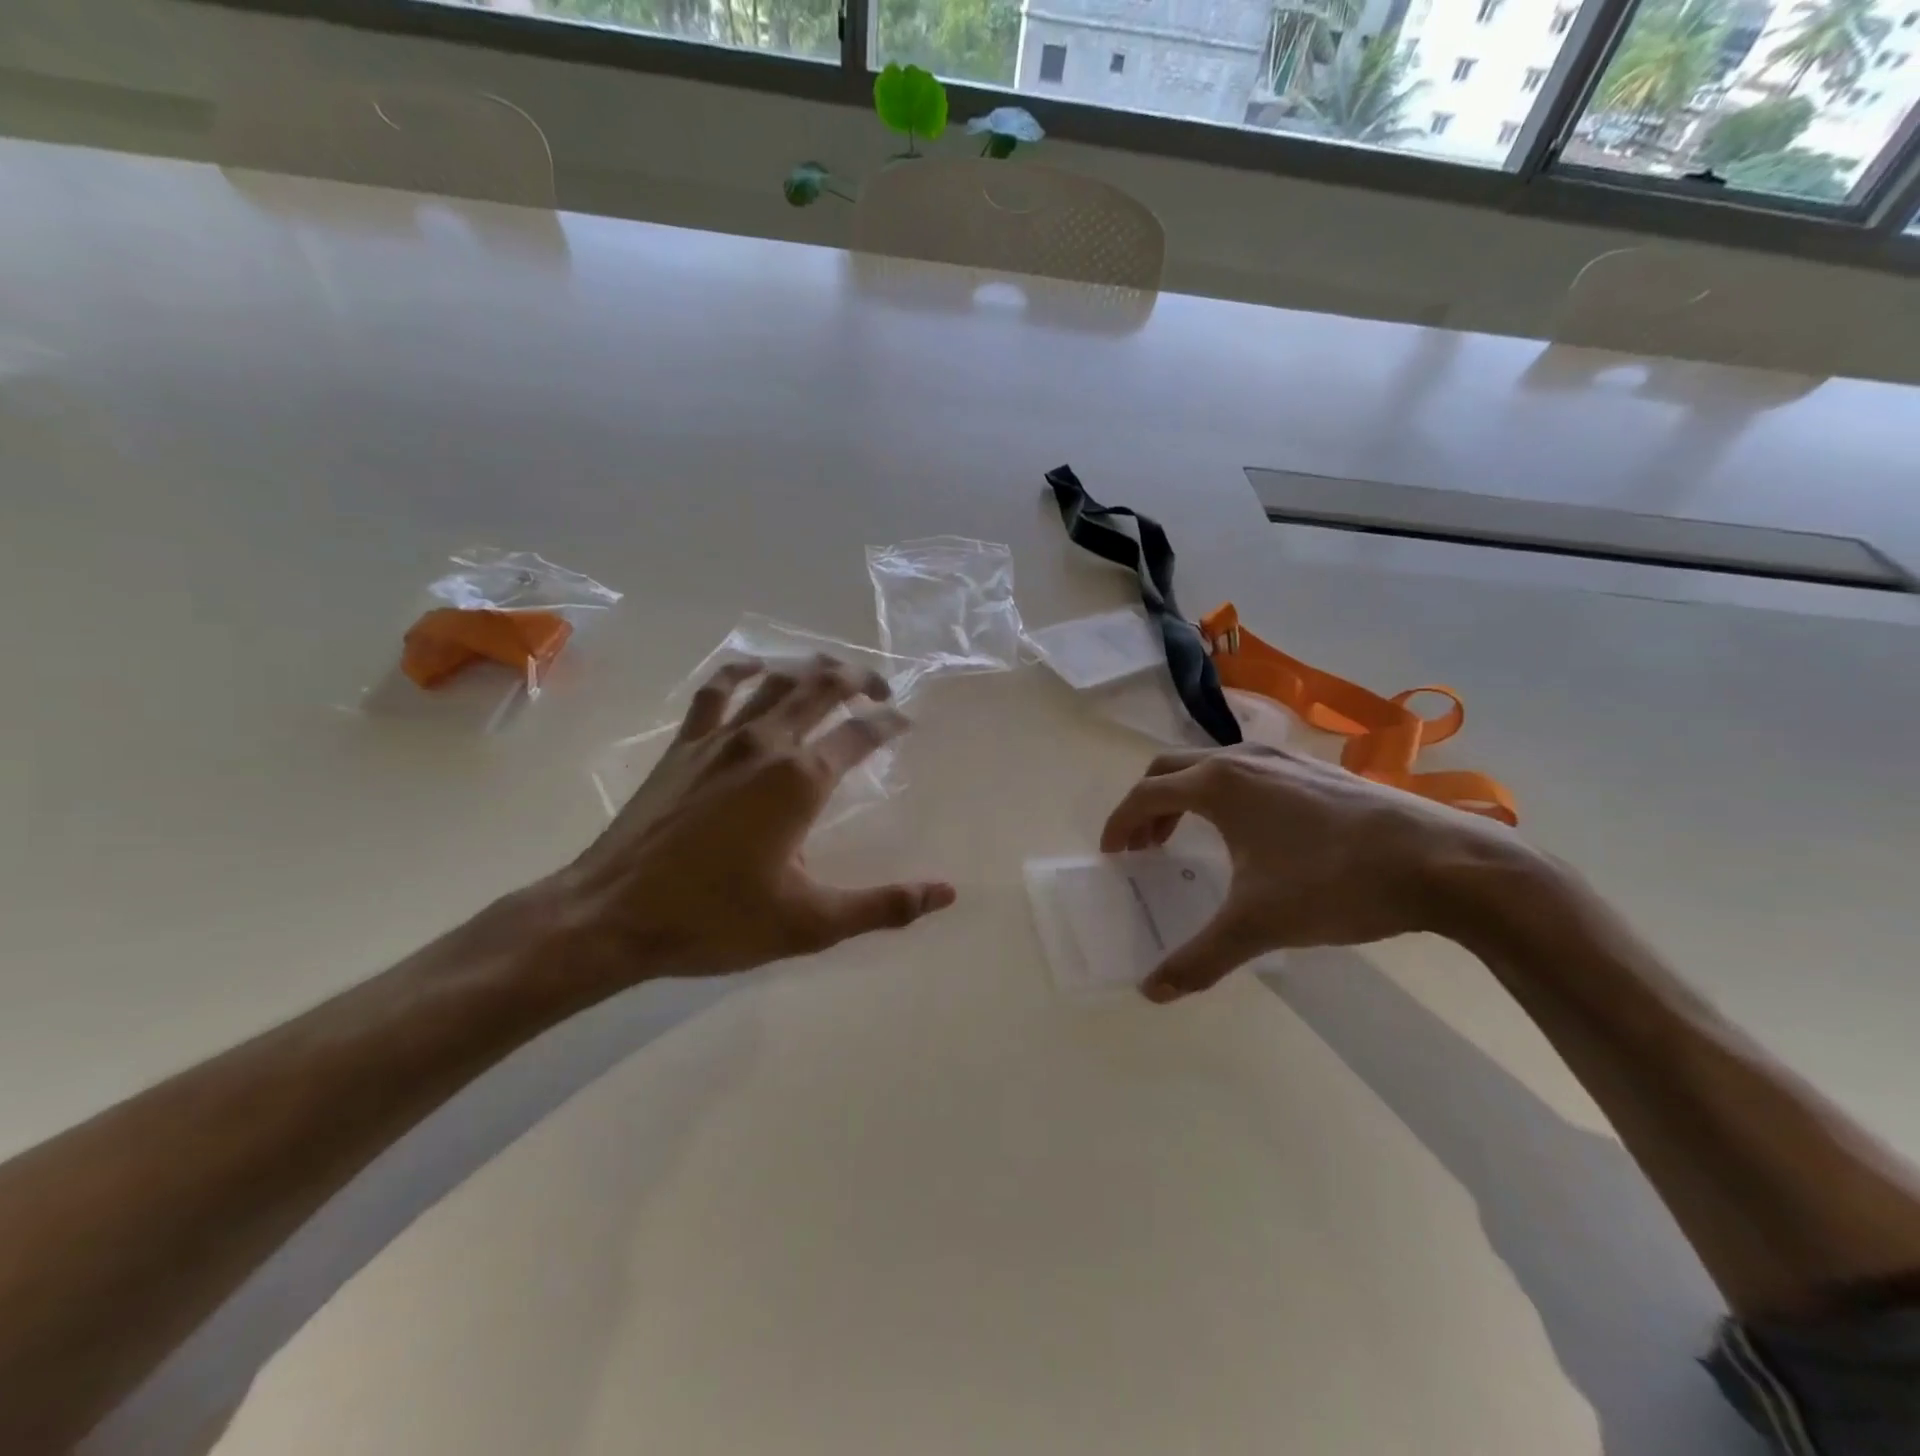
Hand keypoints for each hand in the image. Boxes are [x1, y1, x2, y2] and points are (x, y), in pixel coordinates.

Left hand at [546, 655, 955, 990]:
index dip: (890, 722)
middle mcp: (766, 744)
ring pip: (775, 680)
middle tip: (880, 687)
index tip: (906, 720)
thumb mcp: (810, 923)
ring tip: (831, 673)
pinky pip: (716, 691)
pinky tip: (754, 669)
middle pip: (821, 688)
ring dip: (810, 669)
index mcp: (801, 781)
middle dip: (858, 679)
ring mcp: (719, 738)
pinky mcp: (684, 745)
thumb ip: (883, 905)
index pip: (861, 735)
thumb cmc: (715, 920)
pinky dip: (742, 671)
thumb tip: (946, 893)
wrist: (613, 916)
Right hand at [1100, 744, 1522, 1002]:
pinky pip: (1248, 771)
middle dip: (1148, 805)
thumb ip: (1200, 957)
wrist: (1444, 862)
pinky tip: (1250, 833)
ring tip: (1189, 839)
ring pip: (1212, 765)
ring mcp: (1284, 758)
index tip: (1112, 854)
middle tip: (1144, 847)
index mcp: (1219, 784)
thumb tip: (1151, 992)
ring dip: (1186, 797)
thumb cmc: (1336, 882)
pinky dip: (1224, 794)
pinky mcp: (1316, 770)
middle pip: (1172, 769)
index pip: (1146, 794)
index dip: (1121, 823)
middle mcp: (1244, 758)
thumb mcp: (1259, 924)